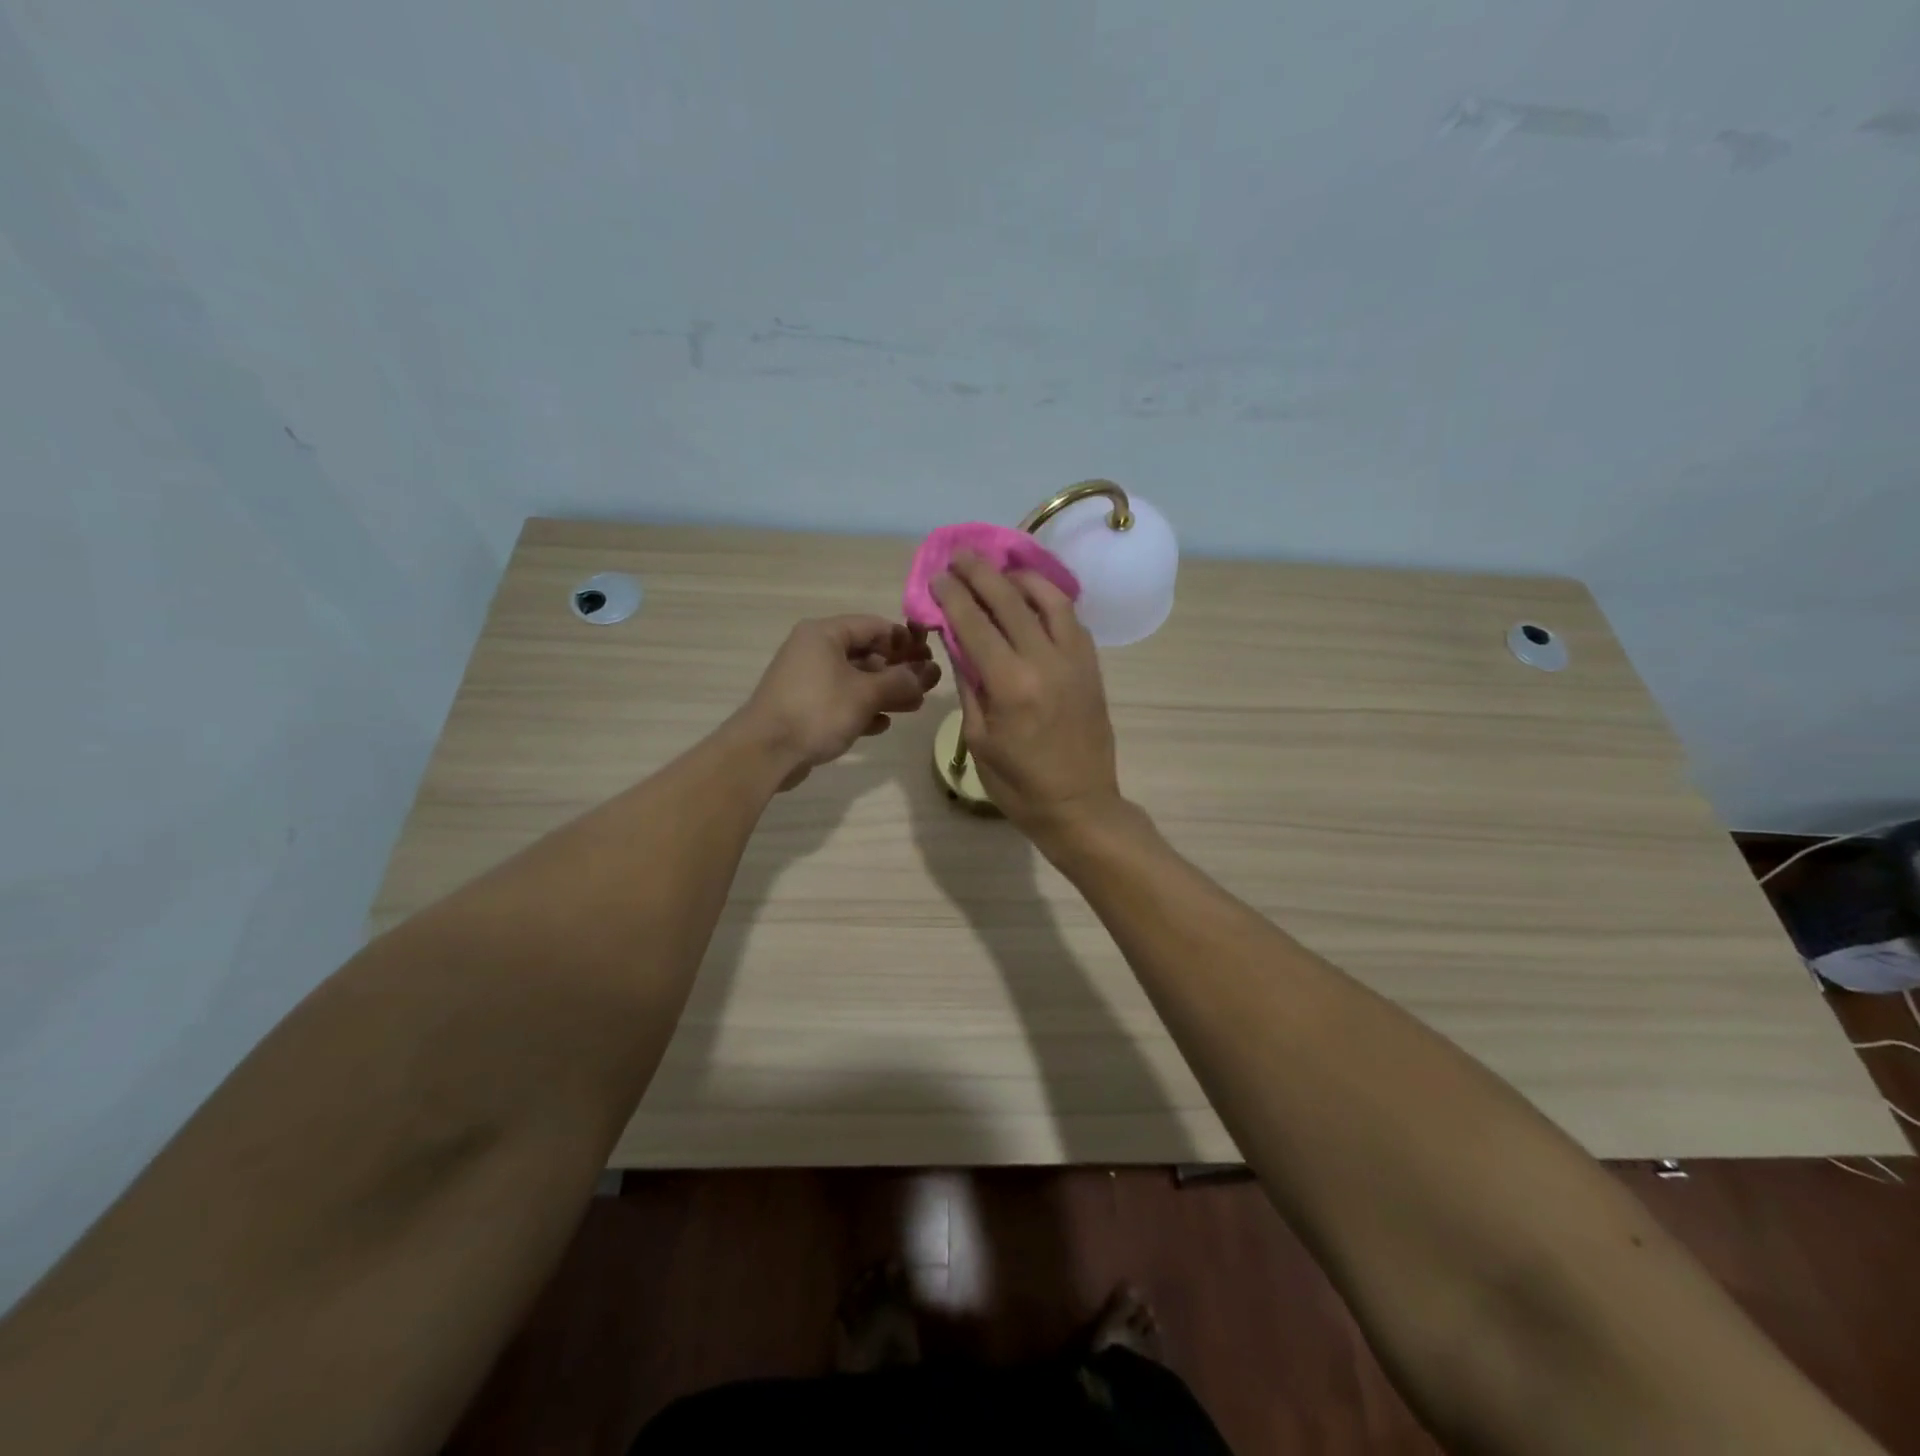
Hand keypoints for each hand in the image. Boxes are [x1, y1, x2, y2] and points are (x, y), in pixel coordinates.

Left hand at [737, 616, 941, 789]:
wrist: (766, 752)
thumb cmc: (817, 711)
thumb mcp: (866, 694)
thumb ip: (901, 682)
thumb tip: (927, 675)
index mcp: (826, 634)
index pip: (875, 626)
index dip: (906, 641)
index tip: (930, 658)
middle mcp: (815, 650)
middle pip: (866, 653)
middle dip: (899, 670)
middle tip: (928, 684)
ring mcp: (808, 680)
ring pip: (855, 679)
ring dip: (885, 692)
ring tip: (915, 706)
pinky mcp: (805, 707)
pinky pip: (841, 701)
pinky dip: (863, 709)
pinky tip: (882, 724)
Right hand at [930, 552, 1121, 838]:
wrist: (1080, 806)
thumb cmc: (1019, 784)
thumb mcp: (979, 739)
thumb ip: (968, 684)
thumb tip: (956, 641)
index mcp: (1010, 684)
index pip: (975, 623)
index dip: (953, 595)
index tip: (937, 576)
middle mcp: (1045, 661)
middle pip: (1010, 600)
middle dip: (981, 573)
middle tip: (960, 555)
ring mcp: (1075, 660)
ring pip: (1049, 600)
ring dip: (1021, 577)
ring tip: (1000, 569)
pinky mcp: (1092, 666)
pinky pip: (1072, 619)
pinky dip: (1050, 599)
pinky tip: (1034, 597)